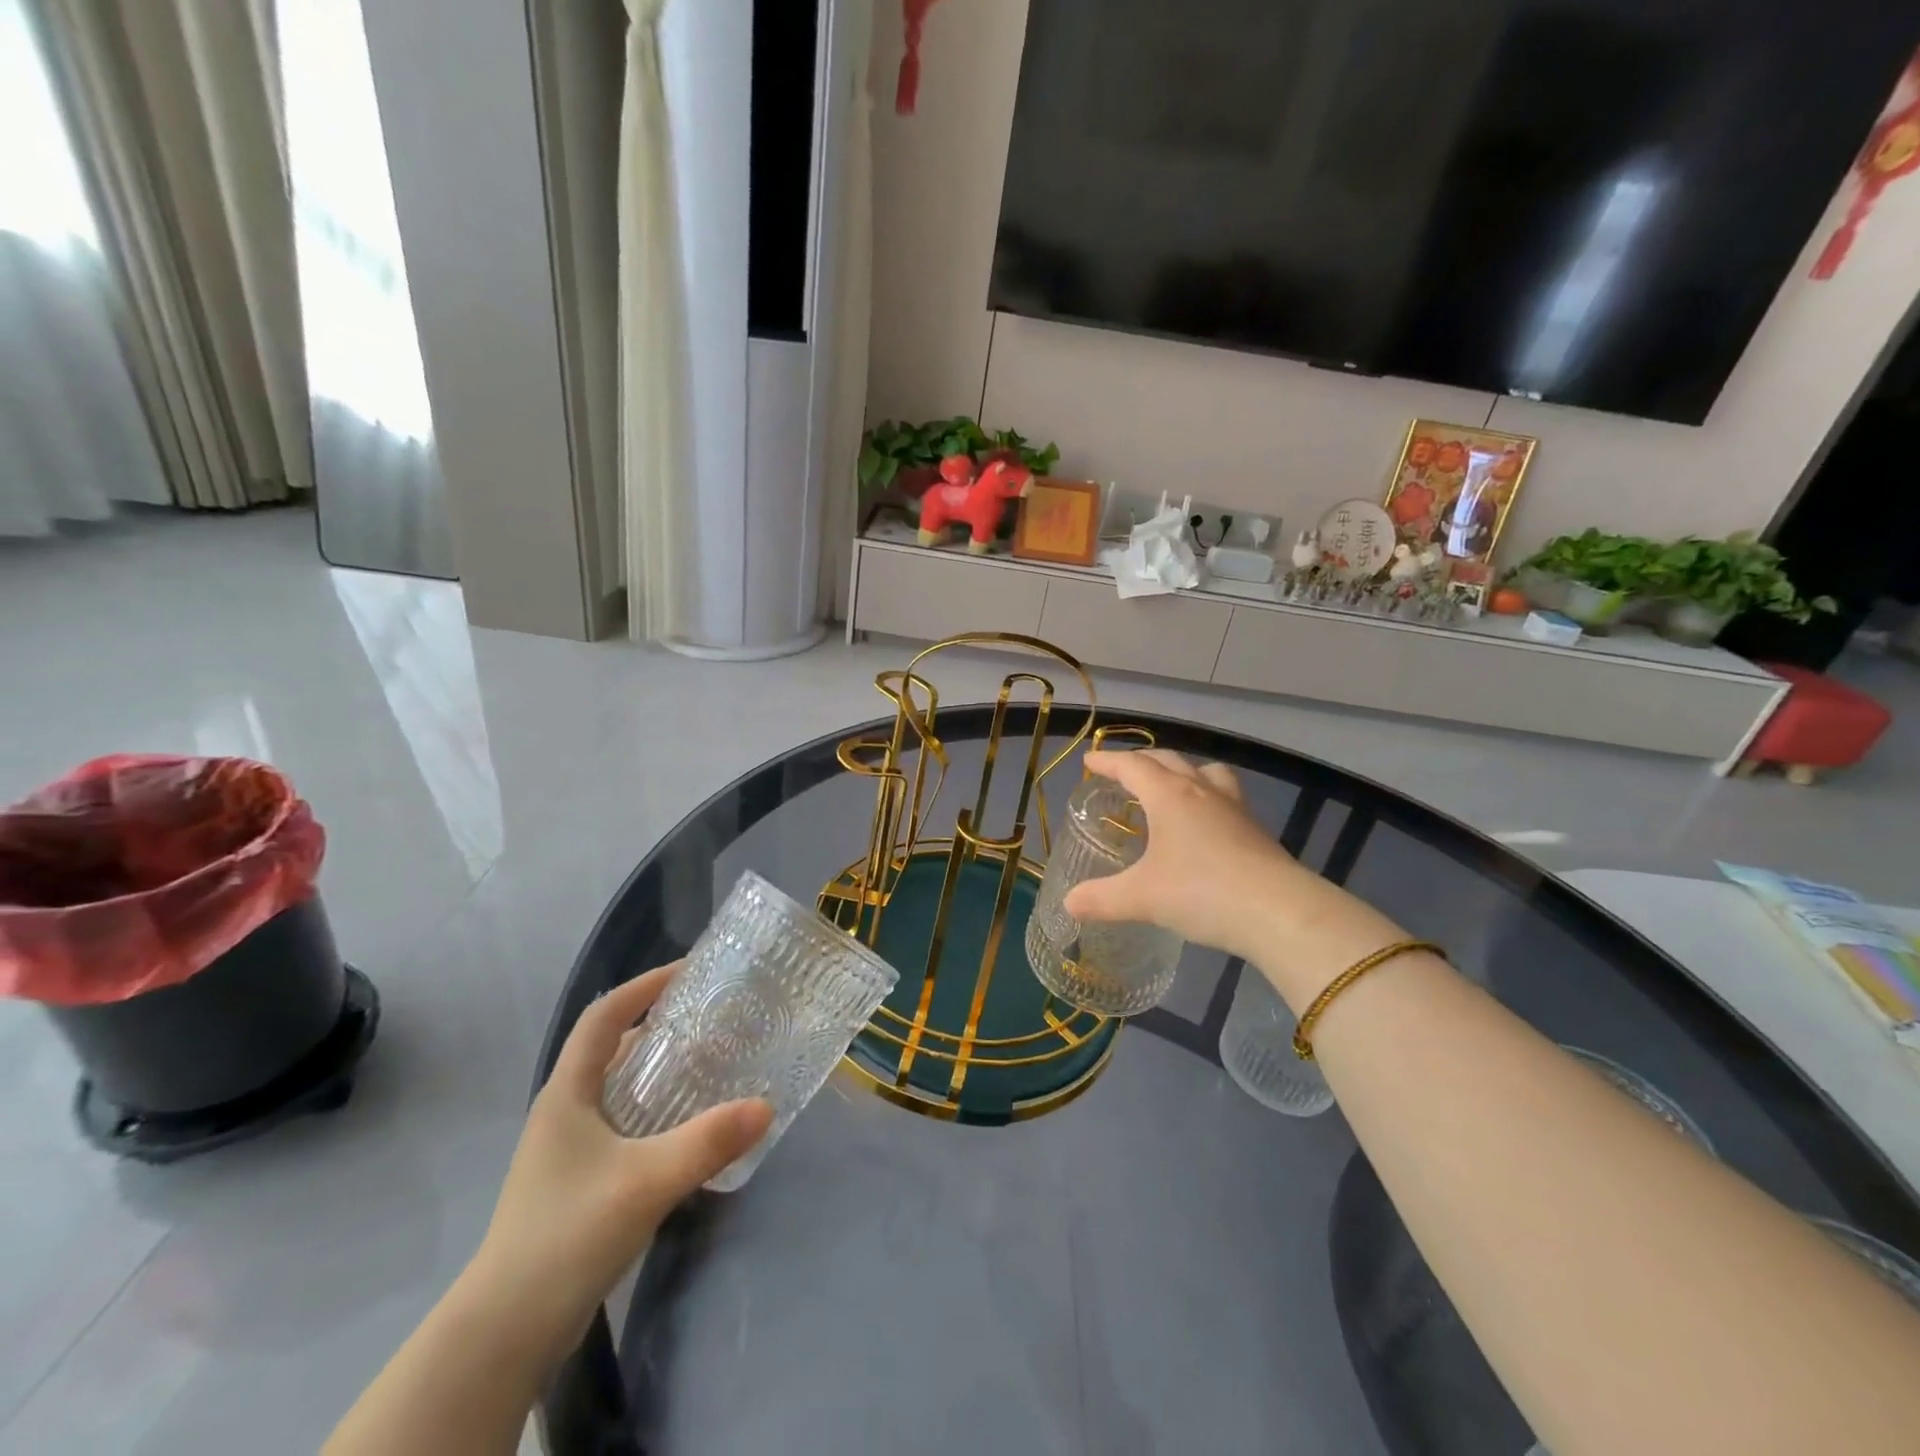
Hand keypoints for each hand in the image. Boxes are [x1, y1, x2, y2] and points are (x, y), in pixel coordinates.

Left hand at [464, 964, 773, 1363]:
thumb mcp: (645, 1181)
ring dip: (659, 1071)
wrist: (505, 1332)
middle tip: (711, 1020)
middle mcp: (564, 1111)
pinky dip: (656, 1111)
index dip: (641, 988)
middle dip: (658, 1027)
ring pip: (618, 1089)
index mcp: (567, 1094)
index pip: (602, 1018)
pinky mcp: (578, 1182)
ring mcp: (568, 1149)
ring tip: (709, 1065)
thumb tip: (765, 1106)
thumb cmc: (567, 1235)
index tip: (687, 973)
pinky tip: (688, 1128)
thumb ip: (708, 1142)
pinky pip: (623, 1124)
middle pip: (612, 1050)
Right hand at [1063, 750, 1408, 1005]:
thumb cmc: (1201, 892)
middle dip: (1142, 762)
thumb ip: (1102, 899)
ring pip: (1206, 772)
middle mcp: (1201, 791)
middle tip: (1124, 773)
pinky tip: (1205, 825)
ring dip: (1183, 772)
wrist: (1279, 913)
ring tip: (1171, 788)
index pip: (1132, 766)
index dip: (1107, 762)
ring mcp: (1234, 808)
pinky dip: (1208, 798)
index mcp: (1168, 795)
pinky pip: (1226, 797)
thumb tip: (1069, 904)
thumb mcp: (1141, 898)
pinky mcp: (1256, 830)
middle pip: (1168, 760)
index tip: (1089, 763)